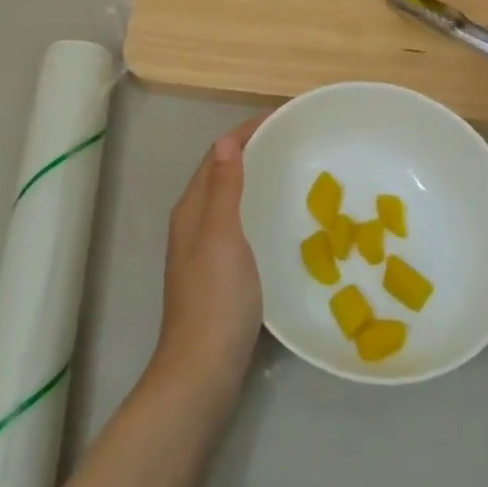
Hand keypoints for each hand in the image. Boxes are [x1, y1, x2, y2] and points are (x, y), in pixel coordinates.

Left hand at [144, 117, 264, 412]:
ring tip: (293, 172)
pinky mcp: (219, 274)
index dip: (246, 132)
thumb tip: (226, 140)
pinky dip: (259, 209)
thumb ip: (224, 188)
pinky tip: (281, 222)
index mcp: (192, 208)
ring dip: (256, 179)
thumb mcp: (222, 236)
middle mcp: (194, 223)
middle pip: (223, 173)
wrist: (203, 369)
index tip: (282, 117)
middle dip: (253, 151)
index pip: (218, 155)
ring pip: (230, 199)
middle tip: (294, 141)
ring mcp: (204, 250)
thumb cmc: (216, 298)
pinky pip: (240, 225)